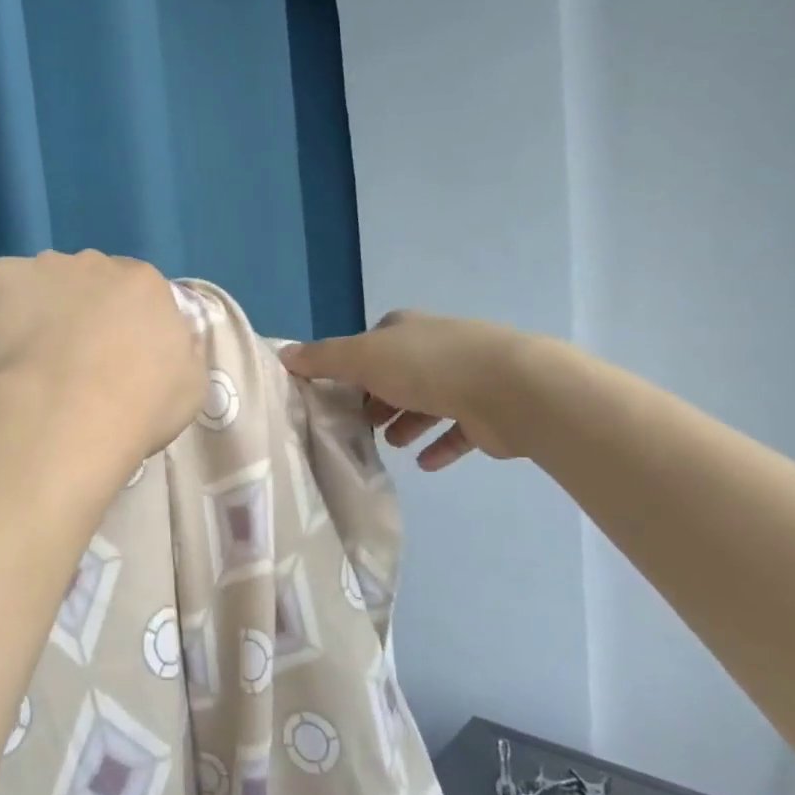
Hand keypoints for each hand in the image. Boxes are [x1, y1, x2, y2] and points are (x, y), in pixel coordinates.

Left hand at [0, 250, 204, 469]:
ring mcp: (41, 267)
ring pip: (39, 285)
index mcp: (144, 284)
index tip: (110, 358)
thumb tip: (167, 342)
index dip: (120, 324)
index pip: (134, 292)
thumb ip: (178, 351)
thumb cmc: (135, 409)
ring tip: (26, 365)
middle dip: (78, 312)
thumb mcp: (188, 386)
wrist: (61, 419)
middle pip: (86, 282)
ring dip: (36, 312)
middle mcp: (94, 263)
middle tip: (67, 363)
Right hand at [279, 311, 538, 468]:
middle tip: (357, 425)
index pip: (371, 344)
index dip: (351, 367)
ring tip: (389, 445)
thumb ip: (323, 359)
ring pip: (428, 402)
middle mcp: (437, 348)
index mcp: (407, 330)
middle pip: (398, 374)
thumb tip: (283, 353)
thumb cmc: (428, 367)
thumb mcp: (363, 358)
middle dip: (377, 398)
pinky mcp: (488, 414)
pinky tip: (425, 464)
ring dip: (406, 422)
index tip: (334, 394)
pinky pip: (457, 432)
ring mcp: (467, 379)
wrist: (511, 390)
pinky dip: (440, 446)